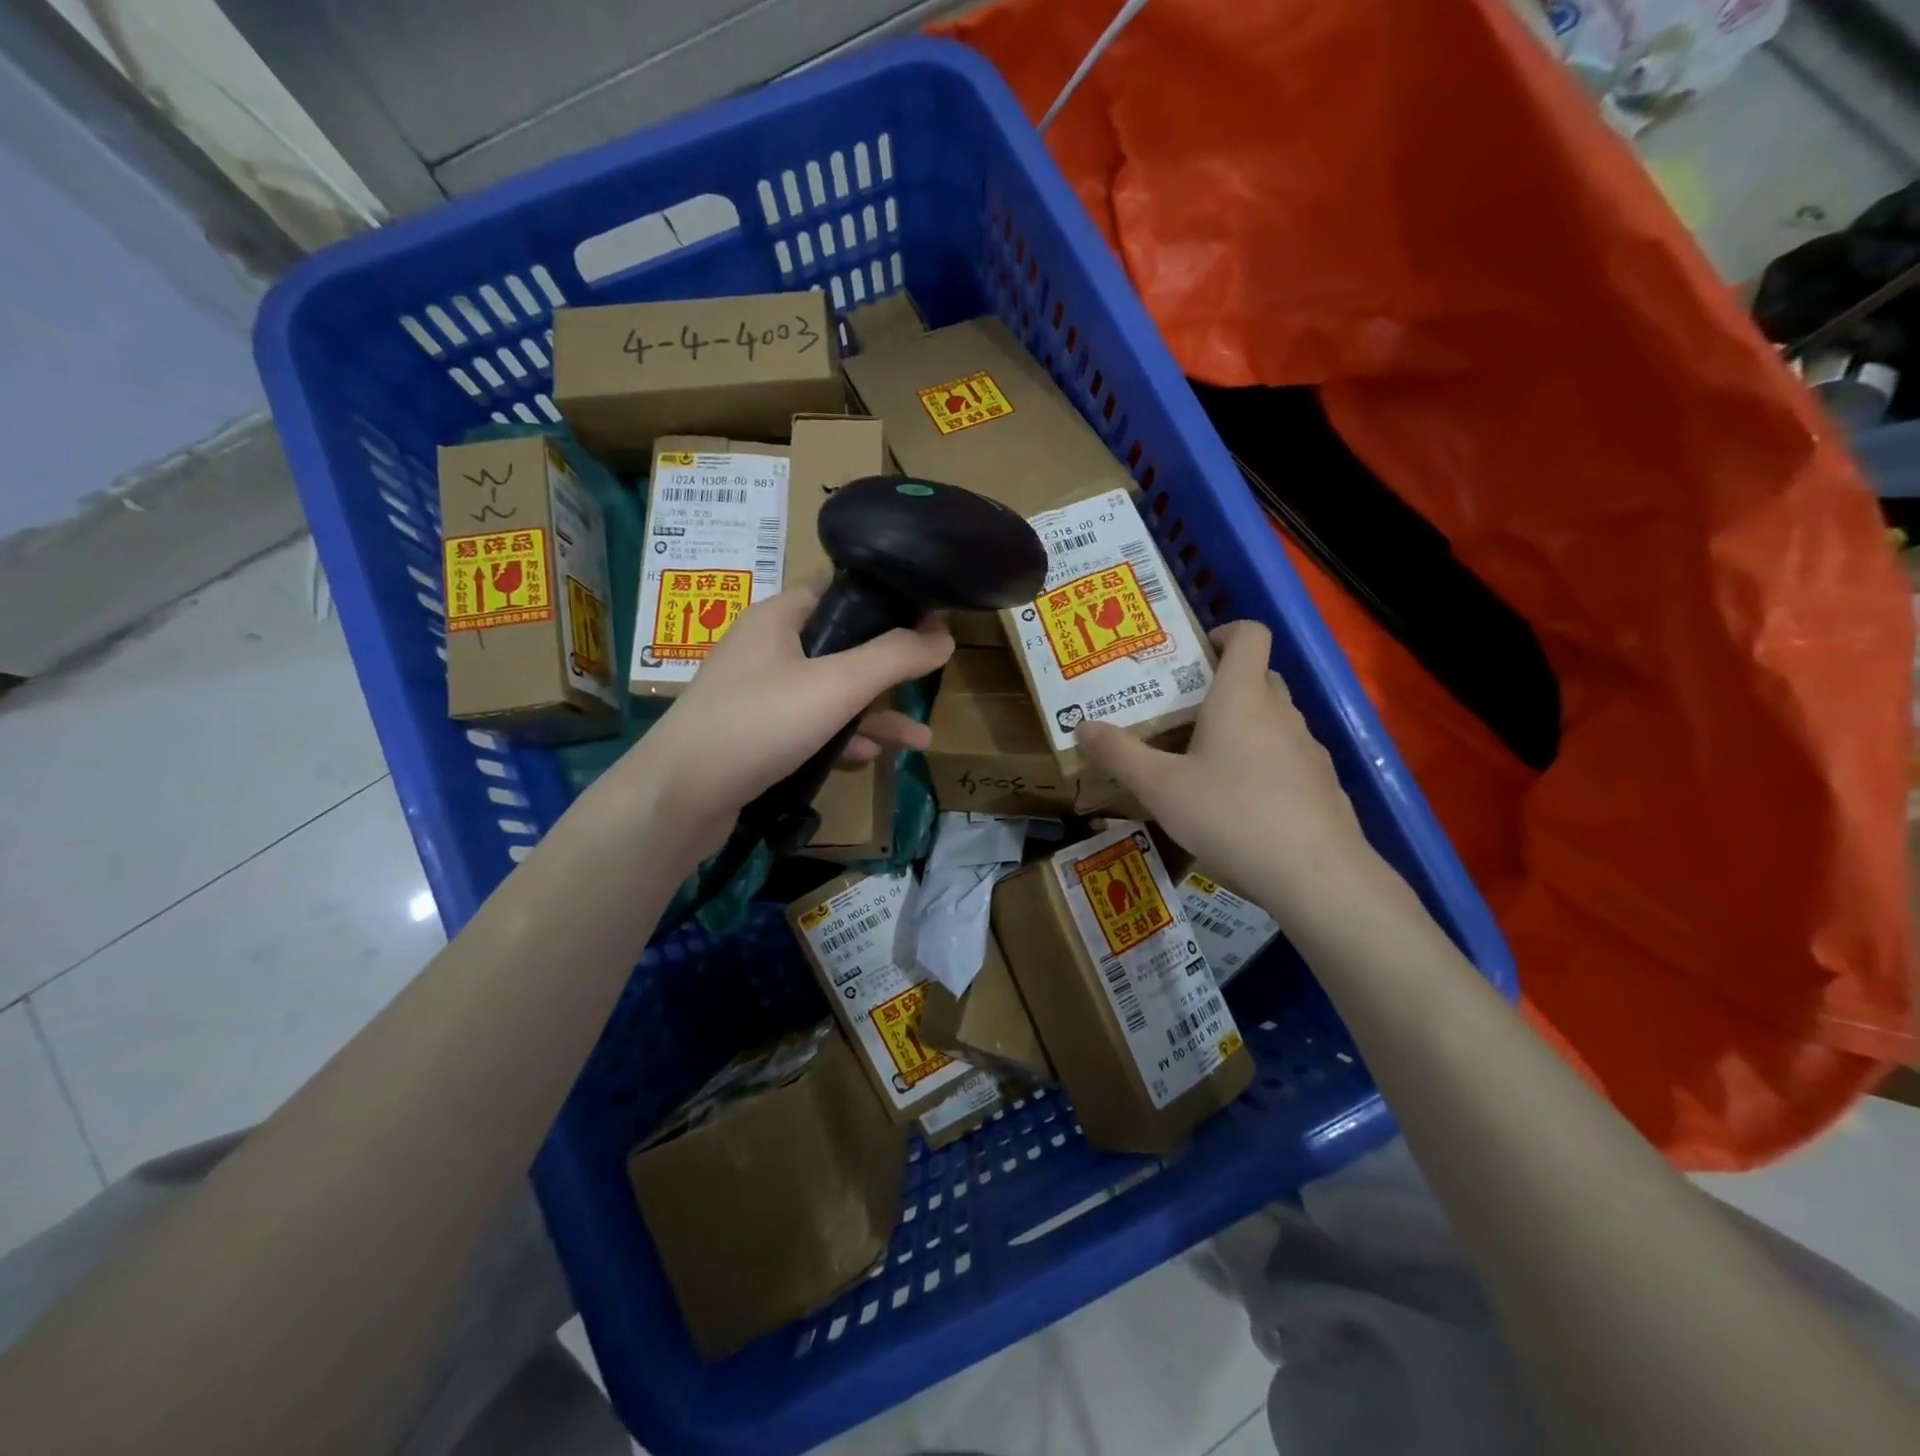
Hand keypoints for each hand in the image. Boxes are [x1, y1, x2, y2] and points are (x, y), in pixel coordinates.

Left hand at [629, 589, 953, 849]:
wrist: (679, 797)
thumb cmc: (759, 723)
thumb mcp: (837, 685)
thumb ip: (895, 658)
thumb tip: (945, 636)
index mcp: (779, 617)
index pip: (841, 593)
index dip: (887, 606)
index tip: (929, 625)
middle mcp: (767, 648)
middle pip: (841, 648)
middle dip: (887, 673)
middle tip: (928, 683)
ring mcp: (757, 694)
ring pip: (828, 695)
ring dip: (872, 715)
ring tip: (918, 740)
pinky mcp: (753, 734)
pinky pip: (808, 727)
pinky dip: (840, 739)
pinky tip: (868, 760)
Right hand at [1075, 621, 1394, 930]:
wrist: (1316, 875)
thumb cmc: (1230, 815)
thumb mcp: (1160, 788)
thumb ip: (1120, 754)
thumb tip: (1082, 726)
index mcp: (1241, 697)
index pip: (1249, 634)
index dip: (1225, 631)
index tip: (1195, 653)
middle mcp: (1280, 713)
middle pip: (1259, 676)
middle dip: (1224, 685)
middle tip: (1184, 712)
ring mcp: (1308, 749)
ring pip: (1274, 719)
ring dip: (1244, 726)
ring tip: (1206, 761)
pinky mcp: (1322, 784)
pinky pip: (1288, 757)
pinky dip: (1264, 763)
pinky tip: (1240, 803)